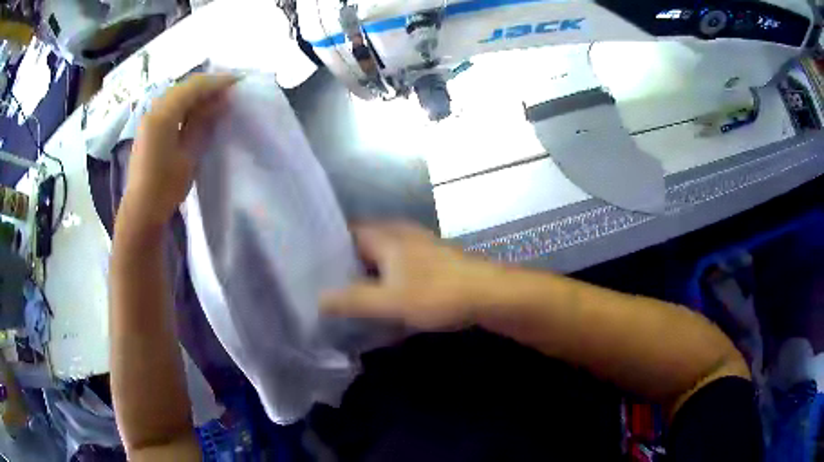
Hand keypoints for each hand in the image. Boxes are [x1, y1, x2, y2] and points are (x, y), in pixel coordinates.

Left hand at [124, 74, 236, 228]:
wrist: (141, 210)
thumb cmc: (165, 187)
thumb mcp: (189, 155)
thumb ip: (202, 123)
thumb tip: (220, 100)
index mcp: (163, 115)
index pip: (193, 87)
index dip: (216, 82)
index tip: (238, 81)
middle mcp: (154, 109)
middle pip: (184, 87)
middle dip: (208, 85)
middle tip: (230, 89)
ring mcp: (149, 118)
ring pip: (177, 94)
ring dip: (197, 93)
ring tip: (217, 98)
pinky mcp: (149, 127)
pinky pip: (171, 105)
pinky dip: (186, 103)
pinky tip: (198, 110)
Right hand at [321, 222, 497, 330]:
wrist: (489, 294)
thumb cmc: (437, 294)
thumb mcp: (390, 302)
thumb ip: (353, 300)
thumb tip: (319, 299)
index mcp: (387, 236)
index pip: (348, 231)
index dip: (328, 245)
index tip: (312, 264)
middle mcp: (402, 234)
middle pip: (365, 242)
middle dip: (346, 261)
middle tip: (328, 282)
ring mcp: (420, 245)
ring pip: (384, 253)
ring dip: (368, 270)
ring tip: (351, 290)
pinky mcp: (433, 259)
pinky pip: (400, 263)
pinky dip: (388, 276)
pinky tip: (386, 294)